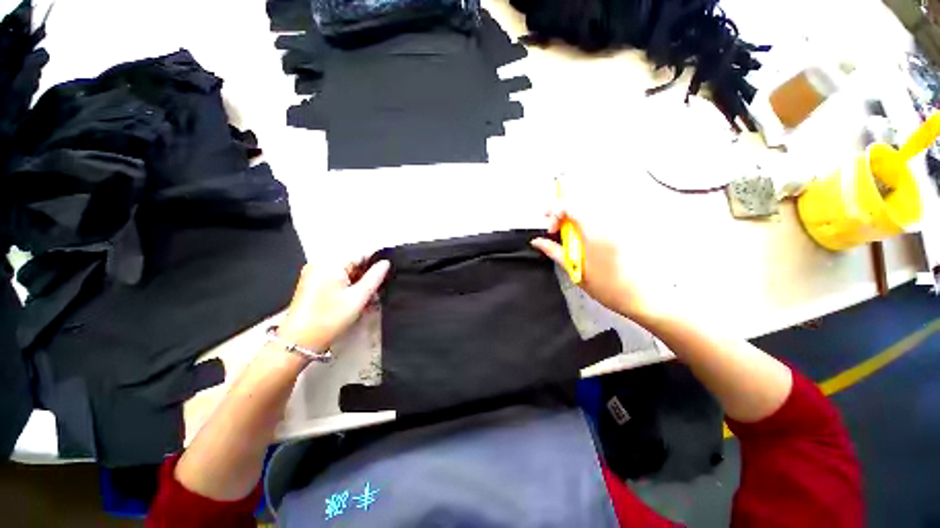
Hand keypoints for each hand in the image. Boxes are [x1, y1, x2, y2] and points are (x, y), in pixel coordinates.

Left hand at [277, 258, 389, 353]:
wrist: (299, 342)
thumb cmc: (330, 318)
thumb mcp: (358, 298)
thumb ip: (375, 277)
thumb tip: (385, 263)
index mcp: (330, 263)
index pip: (361, 255)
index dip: (377, 263)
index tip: (389, 275)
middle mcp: (320, 264)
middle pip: (353, 263)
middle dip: (368, 276)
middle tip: (379, 292)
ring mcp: (315, 274)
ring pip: (346, 273)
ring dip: (359, 283)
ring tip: (369, 299)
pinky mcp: (313, 284)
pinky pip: (337, 279)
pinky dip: (348, 287)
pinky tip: (356, 300)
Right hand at [531, 208, 661, 322]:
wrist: (644, 297)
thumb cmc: (608, 287)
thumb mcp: (576, 270)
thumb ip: (555, 251)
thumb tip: (537, 242)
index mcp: (594, 232)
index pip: (571, 206)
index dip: (554, 212)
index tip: (551, 230)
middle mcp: (608, 223)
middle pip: (581, 203)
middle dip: (563, 212)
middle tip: (556, 229)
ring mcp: (619, 225)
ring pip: (592, 209)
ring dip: (576, 217)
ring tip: (570, 235)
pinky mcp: (625, 231)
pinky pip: (603, 217)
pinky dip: (589, 222)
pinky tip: (587, 239)